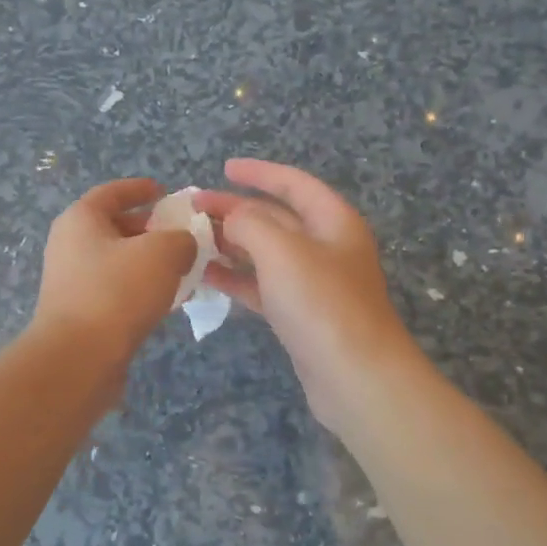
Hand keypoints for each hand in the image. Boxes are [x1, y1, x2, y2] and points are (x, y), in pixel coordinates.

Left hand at [33, 178, 198, 368]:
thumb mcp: (162, 253)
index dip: (140, 189)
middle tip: (181, 235)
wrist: (78, 358)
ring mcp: (71, 281)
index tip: (165, 192)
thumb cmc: (117, 292)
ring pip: (117, 261)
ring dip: (148, 263)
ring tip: (182, 269)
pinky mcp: (79, 313)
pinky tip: (166, 301)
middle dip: (149, 229)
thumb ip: (181, 239)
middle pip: (114, 227)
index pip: (112, 192)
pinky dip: (140, 289)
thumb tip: (182, 245)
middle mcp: (69, 245)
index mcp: (81, 219)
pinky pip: (115, 290)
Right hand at [198, 160, 422, 433]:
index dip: (259, 173)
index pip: (293, 184)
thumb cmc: (321, 302)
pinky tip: (205, 276)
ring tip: (191, 240)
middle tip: (193, 207)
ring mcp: (314, 284)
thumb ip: (250, 223)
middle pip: (276, 218)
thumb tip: (232, 218)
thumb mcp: (282, 250)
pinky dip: (236, 278)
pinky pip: (263, 286)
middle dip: (235, 209)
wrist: (355, 376)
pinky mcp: (300, 315)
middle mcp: (326, 247)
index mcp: (332, 221)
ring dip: (231, 244)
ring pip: (266, 253)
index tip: (224, 168)